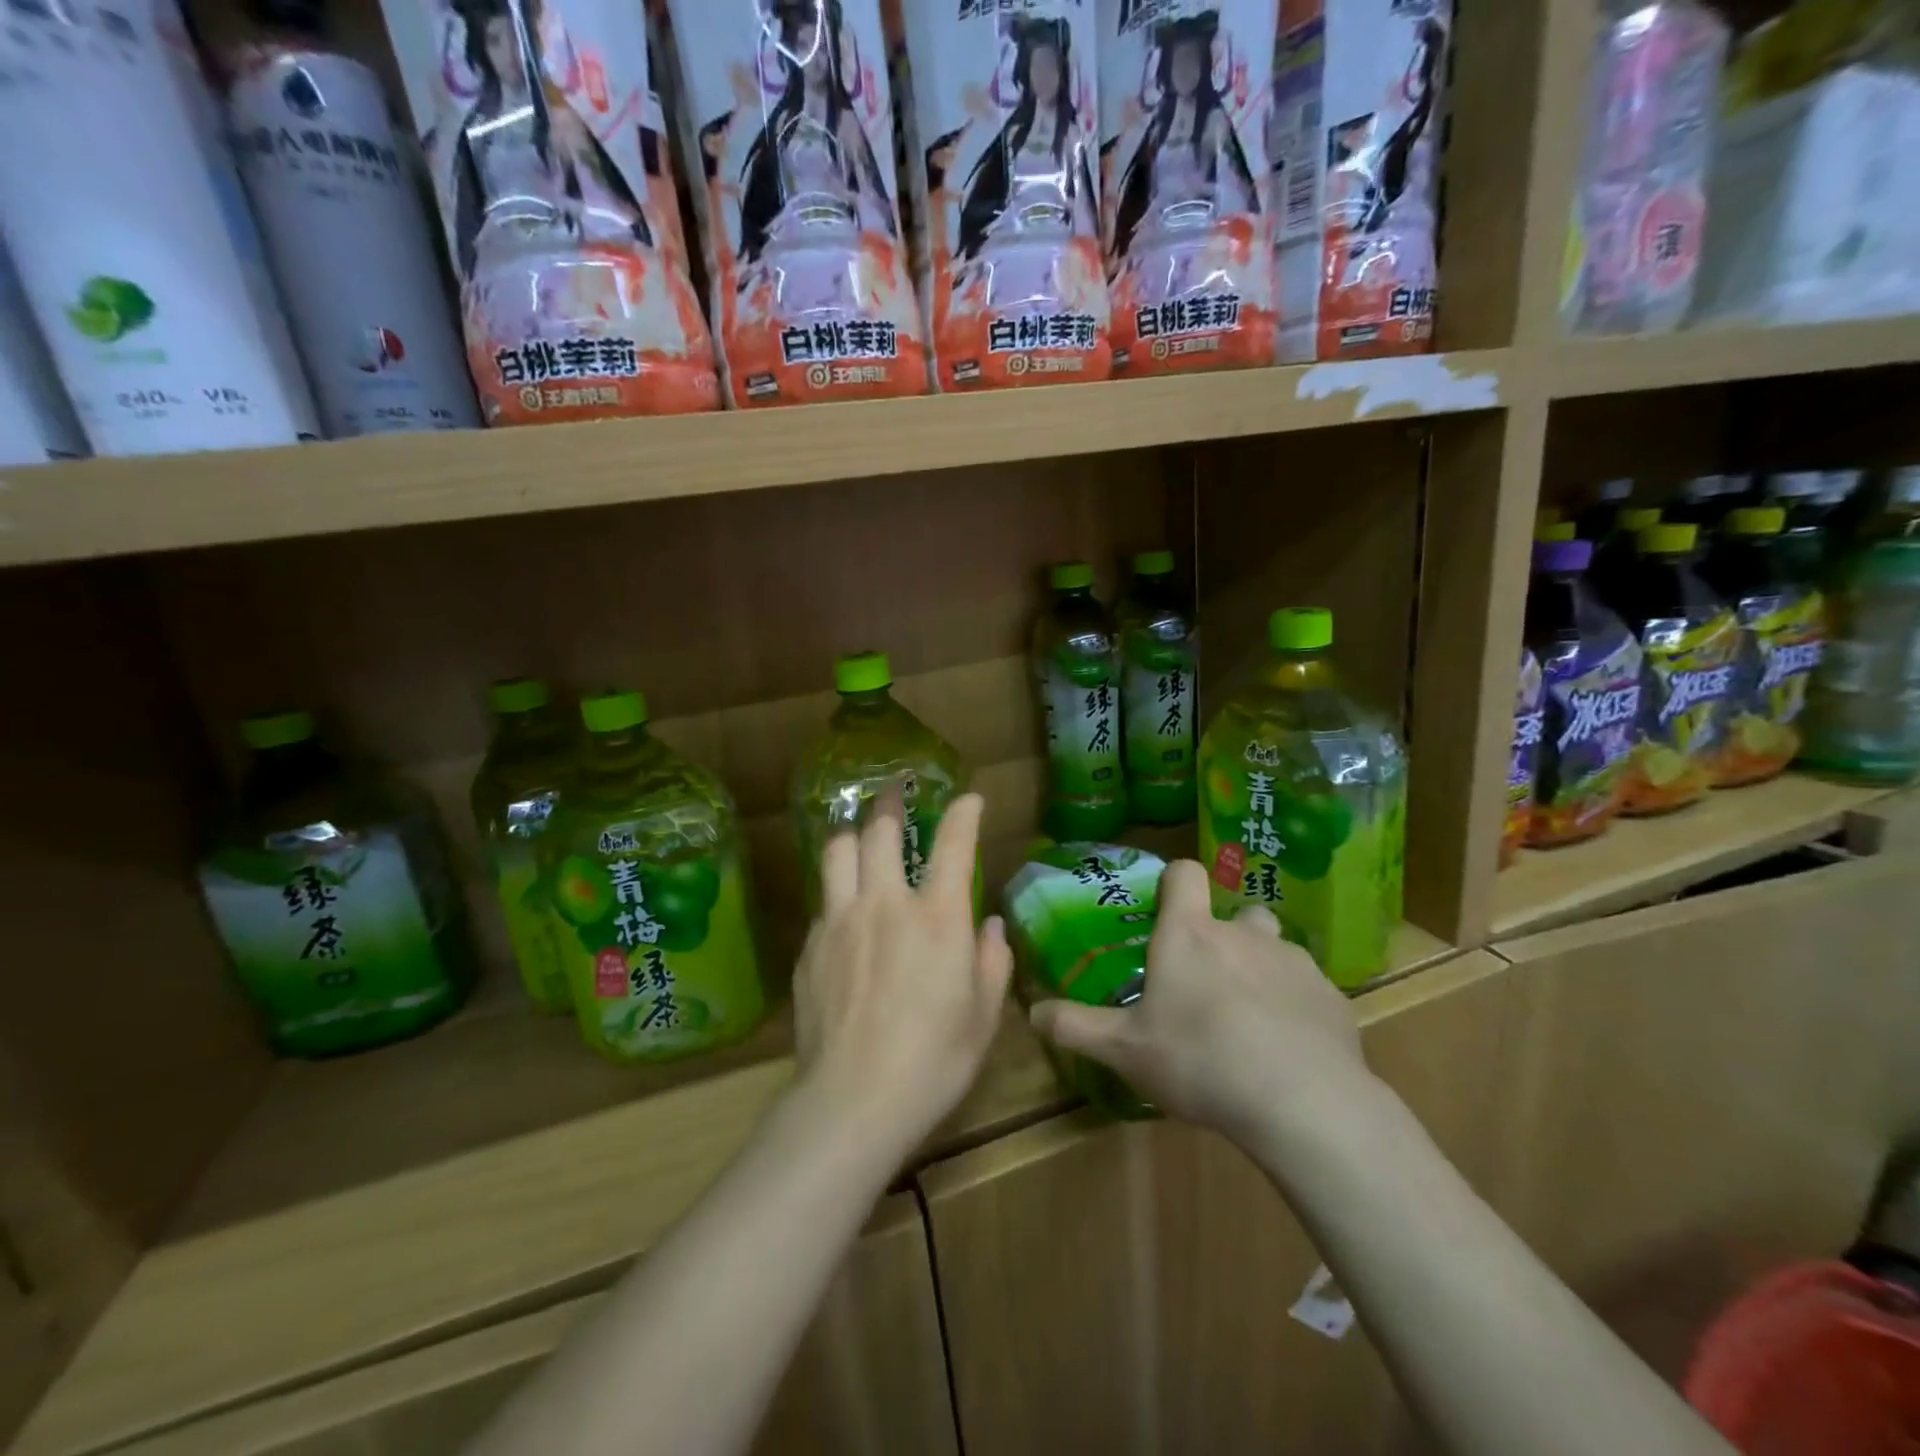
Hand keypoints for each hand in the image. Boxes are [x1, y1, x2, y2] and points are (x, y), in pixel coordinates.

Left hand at [792, 787, 1010, 1159]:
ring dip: (852, 835)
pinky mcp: (810, 946)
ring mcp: (840, 921)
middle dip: (890, 803)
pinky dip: (838, 892)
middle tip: (895, 792)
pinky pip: (823, 901)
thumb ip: (992, 960)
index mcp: (937, 917)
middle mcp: (886, 904)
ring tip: (860, 837)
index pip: (954, 845)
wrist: (853, 1100)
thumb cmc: (934, 1060)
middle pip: (880, 831)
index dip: (963, 813)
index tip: (968, 799)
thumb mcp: (984, 1015)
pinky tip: (844, 913)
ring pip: (837, 851)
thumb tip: (991, 926)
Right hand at [1029, 860, 1369, 1141]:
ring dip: (1259, 969)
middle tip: (1206, 982)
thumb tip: (1032, 1012)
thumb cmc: (1200, 1060)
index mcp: (1190, 933)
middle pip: (1233, 913)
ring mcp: (1293, 960)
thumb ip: (1076, 1027)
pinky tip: (1287, 1048)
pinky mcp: (1331, 995)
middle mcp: (1243, 932)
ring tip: (1249, 1019)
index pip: (1185, 873)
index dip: (1174, 881)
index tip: (1166, 908)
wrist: (1302, 1102)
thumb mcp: (1125, 1050)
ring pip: (1272, 948)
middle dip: (1221, 937)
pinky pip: (1306, 987)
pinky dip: (1294, 1005)